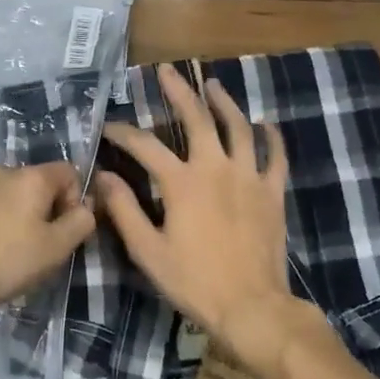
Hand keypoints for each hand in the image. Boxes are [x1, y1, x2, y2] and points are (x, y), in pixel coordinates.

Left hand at [0, 162, 95, 317]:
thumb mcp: (53, 250)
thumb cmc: (0, 259)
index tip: (63, 233)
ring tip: (5, 255)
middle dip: (43, 213)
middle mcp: (2, 170)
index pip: (69, 172)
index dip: (75, 201)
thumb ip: (79, 224)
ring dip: (14, 218)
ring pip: (7, 196)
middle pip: (37, 185)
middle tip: (36, 250)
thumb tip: (86, 207)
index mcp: (31, 177)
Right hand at [94, 64, 304, 372]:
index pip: (144, 145)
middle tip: (167, 70)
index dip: (122, 132)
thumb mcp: (147, 251)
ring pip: (238, 127)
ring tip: (213, 84)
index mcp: (182, 182)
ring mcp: (249, 177)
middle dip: (179, 91)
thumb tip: (103, 177)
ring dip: (224, 102)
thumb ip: (124, 210)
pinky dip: (271, 137)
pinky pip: (275, 157)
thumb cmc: (194, 281)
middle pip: (197, 118)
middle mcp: (215, 168)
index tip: (108, 127)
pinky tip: (265, 124)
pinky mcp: (272, 193)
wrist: (252, 308)